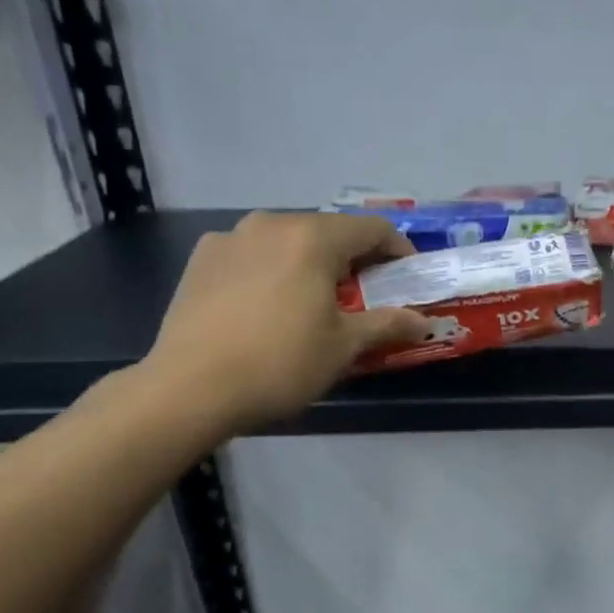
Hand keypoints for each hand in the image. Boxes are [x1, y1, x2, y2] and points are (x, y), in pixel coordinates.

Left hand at [140, 211, 428, 438]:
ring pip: (287, 241)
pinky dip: (272, 270)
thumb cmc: (280, 363)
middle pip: (329, 231)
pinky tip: (268, 305)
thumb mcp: (343, 347)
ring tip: (315, 301)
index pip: (372, 228)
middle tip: (366, 295)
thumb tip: (424, 322)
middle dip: (354, 259)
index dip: (398, 250)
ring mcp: (230, 238)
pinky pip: (252, 255)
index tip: (408, 277)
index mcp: (313, 238)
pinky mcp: (201, 259)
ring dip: (311, 263)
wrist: (189, 389)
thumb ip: (388, 325)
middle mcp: (271, 224)